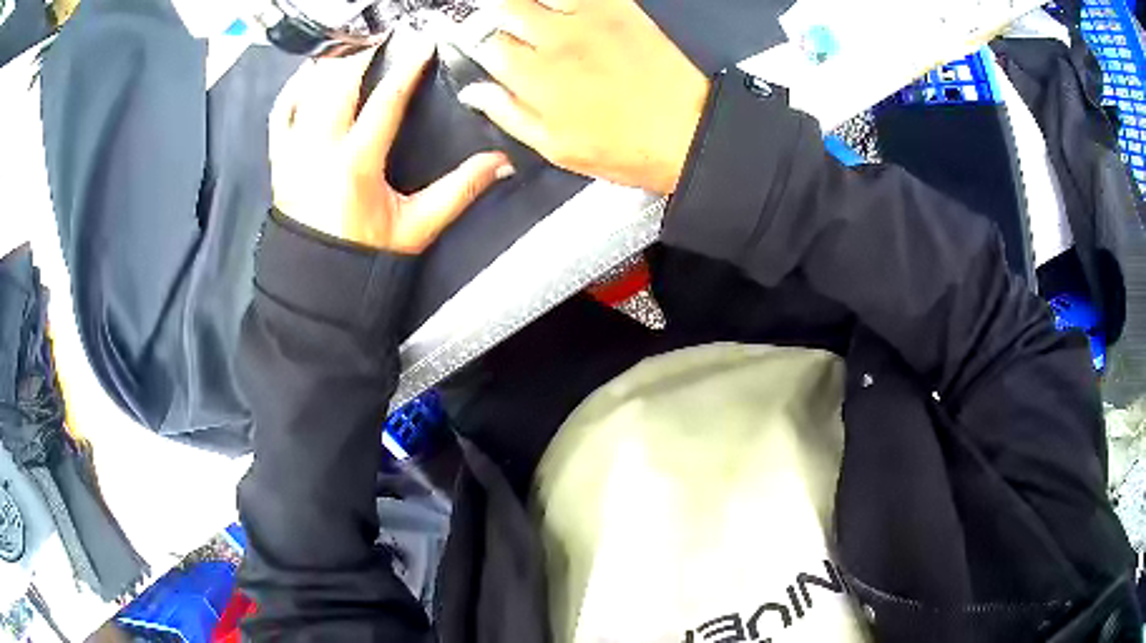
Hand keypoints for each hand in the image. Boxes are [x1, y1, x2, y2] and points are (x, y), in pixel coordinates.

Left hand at [270, 34, 514, 253]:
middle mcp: (319, 149)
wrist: (316, 285)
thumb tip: (501, 164)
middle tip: (383, 37)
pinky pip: (280, 113)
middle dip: (364, 53)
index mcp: (356, 163)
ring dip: (332, 63)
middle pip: (340, 82)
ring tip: (352, 46)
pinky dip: (294, 88)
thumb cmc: (364, 258)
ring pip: (309, 90)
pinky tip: (310, 74)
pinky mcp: (280, 160)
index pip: (386, 100)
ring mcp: (295, 152)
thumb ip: (459, 191)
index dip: (408, 68)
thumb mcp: (417, 227)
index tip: (422, 44)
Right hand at [455, 0, 708, 194]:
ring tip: (534, 15)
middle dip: (499, 15)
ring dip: (529, 3)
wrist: (689, 132)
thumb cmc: (625, 148)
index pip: (487, 45)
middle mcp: (555, 39)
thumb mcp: (556, 148)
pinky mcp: (620, 8)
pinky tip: (566, 9)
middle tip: (508, 25)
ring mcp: (589, 18)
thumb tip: (475, 93)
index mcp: (534, 77)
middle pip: (505, 7)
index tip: (494, 53)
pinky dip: (566, 0)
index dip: (484, 48)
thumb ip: (508, 114)